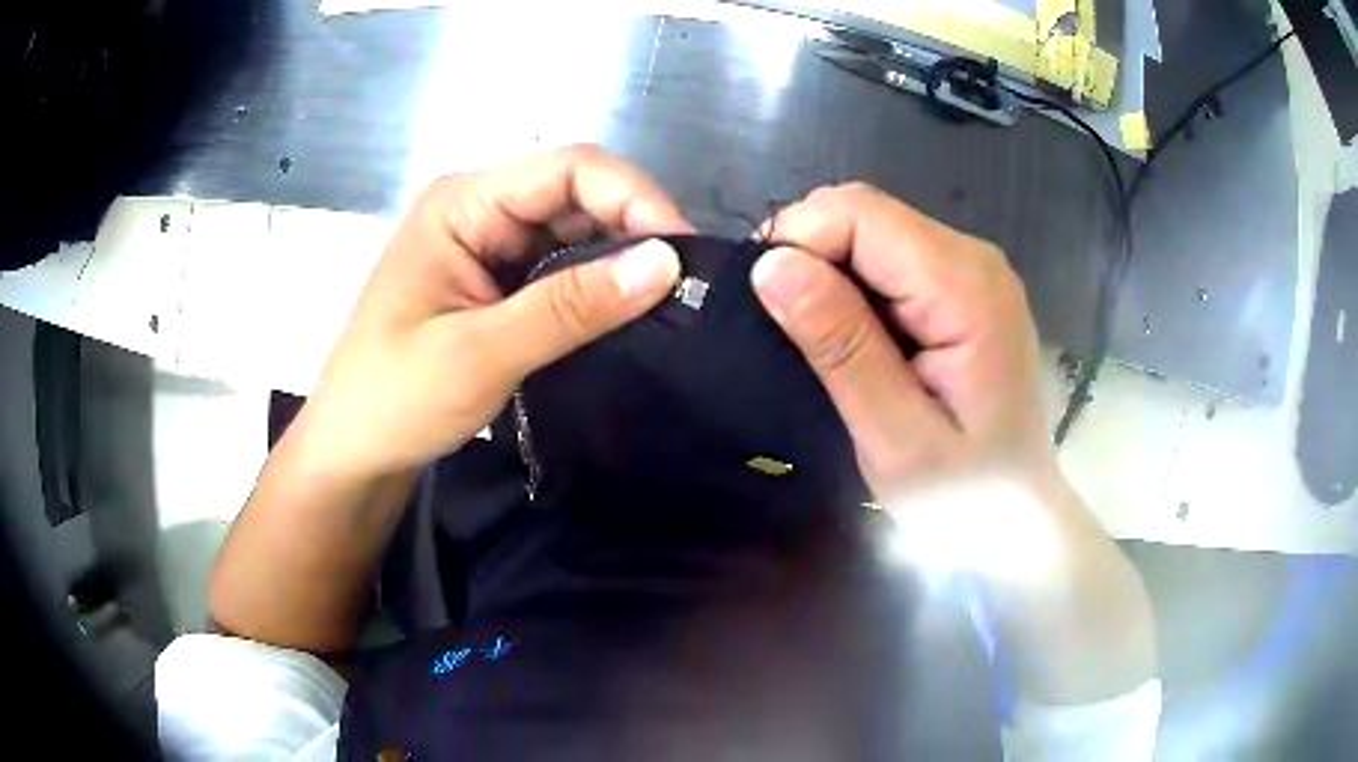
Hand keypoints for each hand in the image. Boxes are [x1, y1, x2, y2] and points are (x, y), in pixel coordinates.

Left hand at [295, 145, 691, 479]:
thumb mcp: (481, 354)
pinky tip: (626, 310)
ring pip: (573, 228)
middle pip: (575, 192)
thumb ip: (570, 306)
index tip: (685, 253)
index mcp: (462, 203)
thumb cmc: (395, 399)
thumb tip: (666, 264)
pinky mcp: (494, 280)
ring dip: (620, 256)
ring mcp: (486, 243)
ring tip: (668, 299)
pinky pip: (558, 265)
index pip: (568, 168)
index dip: (634, 197)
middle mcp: (477, 208)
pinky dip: (596, 283)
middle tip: (687, 284)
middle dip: (634, 227)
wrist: (354, 451)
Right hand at [753, 182, 1053, 500]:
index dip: (800, 241)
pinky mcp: (965, 285)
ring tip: (823, 341)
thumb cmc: (963, 492)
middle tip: (791, 332)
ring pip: (874, 229)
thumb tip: (771, 264)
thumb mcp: (893, 435)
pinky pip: (892, 256)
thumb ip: (840, 345)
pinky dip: (856, 284)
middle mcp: (975, 257)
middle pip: (867, 212)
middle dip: (811, 253)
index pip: (861, 214)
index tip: (766, 304)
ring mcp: (974, 268)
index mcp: (966, 288)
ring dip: (831, 271)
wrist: (1016, 515)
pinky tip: (857, 336)